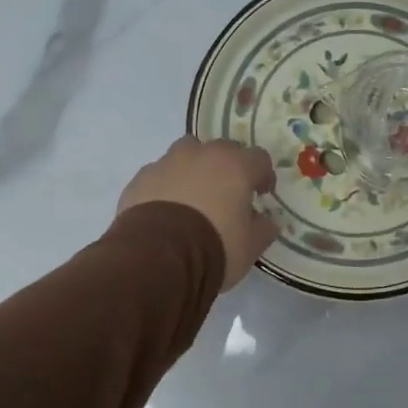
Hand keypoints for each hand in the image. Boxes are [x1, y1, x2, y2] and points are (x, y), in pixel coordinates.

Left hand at [117, 137, 278, 289]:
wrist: (157, 257)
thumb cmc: (214, 247)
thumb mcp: (250, 246)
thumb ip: (263, 228)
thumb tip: (266, 221)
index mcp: (235, 166)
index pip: (259, 158)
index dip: (263, 175)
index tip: (261, 194)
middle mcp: (202, 155)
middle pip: (222, 150)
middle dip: (228, 168)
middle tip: (227, 195)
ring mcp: (167, 163)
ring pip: (186, 154)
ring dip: (194, 169)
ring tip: (192, 198)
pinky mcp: (141, 178)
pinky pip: (160, 175)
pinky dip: (166, 186)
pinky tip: (165, 210)